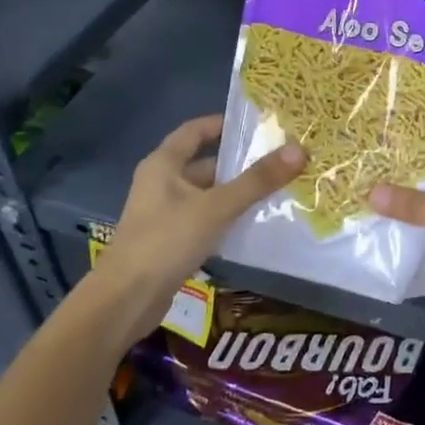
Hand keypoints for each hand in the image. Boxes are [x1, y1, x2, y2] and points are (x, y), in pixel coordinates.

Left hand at [90, 115, 303, 329]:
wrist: (125, 301)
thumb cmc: (166, 241)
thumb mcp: (216, 207)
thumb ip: (257, 180)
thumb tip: (300, 149)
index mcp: (163, 165)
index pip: (195, 130)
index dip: (223, 123)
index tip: (258, 123)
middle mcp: (161, 184)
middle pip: (205, 163)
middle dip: (239, 162)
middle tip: (279, 158)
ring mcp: (164, 214)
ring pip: (207, 194)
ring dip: (236, 192)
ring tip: (277, 188)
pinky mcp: (171, 241)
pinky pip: (205, 219)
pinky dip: (227, 217)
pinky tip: (255, 222)